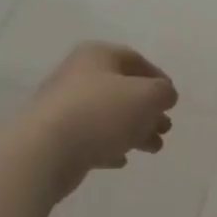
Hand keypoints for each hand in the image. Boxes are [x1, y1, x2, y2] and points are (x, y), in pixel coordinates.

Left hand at [14, 42, 178, 198]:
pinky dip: (109, 146)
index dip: (159, 79)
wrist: (45, 150)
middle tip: (165, 128)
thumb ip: (164, 93)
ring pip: (109, 116)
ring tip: (153, 148)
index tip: (171, 101)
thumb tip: (164, 96)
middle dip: (148, 110)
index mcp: (97, 56)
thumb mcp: (148, 96)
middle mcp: (78, 76)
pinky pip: (90, 137)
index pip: (135, 60)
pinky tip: (120, 160)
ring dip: (135, 130)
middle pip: (123, 90)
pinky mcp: (56, 136)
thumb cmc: (102, 112)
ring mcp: (64, 107)